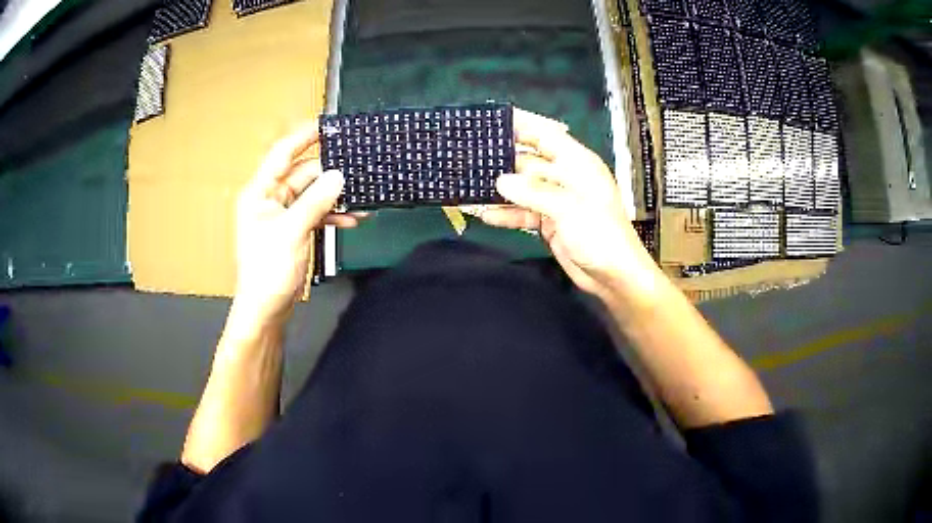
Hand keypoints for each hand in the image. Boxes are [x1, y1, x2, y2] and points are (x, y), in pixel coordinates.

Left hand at [234, 122, 363, 325]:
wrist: (267, 309)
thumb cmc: (268, 271)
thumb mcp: (292, 231)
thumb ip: (316, 201)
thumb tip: (338, 175)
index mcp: (260, 192)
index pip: (282, 154)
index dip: (304, 136)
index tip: (328, 125)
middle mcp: (270, 199)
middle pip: (303, 174)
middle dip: (329, 173)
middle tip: (356, 168)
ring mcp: (283, 215)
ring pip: (313, 194)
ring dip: (334, 197)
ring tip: (360, 197)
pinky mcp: (294, 229)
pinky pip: (316, 212)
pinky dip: (332, 214)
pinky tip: (352, 218)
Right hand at [480, 109, 660, 303]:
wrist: (612, 276)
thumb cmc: (600, 234)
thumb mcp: (568, 207)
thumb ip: (533, 192)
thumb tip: (500, 181)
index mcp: (577, 163)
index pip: (546, 136)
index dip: (522, 126)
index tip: (493, 122)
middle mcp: (565, 177)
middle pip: (529, 162)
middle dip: (503, 160)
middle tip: (471, 157)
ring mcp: (556, 201)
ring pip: (522, 189)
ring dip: (500, 190)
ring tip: (471, 186)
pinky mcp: (549, 222)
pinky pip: (523, 213)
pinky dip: (506, 214)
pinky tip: (485, 214)